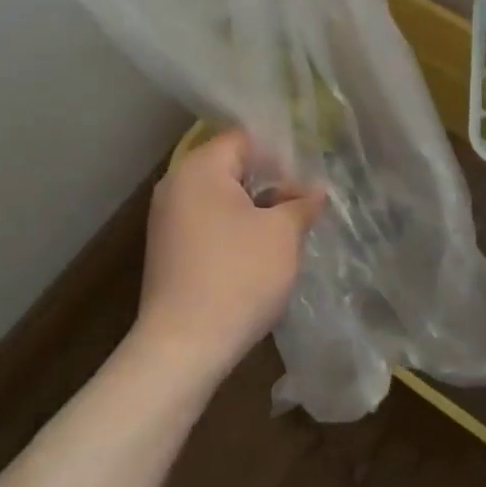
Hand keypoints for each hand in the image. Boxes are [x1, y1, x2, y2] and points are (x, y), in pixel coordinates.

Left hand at [131, 129, 323, 389]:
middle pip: (232, 167)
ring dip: (255, 208)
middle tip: (305, 202)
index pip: (245, 139)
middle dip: (271, 182)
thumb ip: (302, 203)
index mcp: (200, 169)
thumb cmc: (238, 276)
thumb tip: (317, 190)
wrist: (183, 347)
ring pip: (222, 198)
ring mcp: (168, 220)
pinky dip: (235, 229)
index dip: (281, 154)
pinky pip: (209, 223)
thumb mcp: (283, 234)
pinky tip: (261, 253)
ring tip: (289, 229)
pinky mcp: (168, 251)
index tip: (309, 178)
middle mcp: (176, 186)